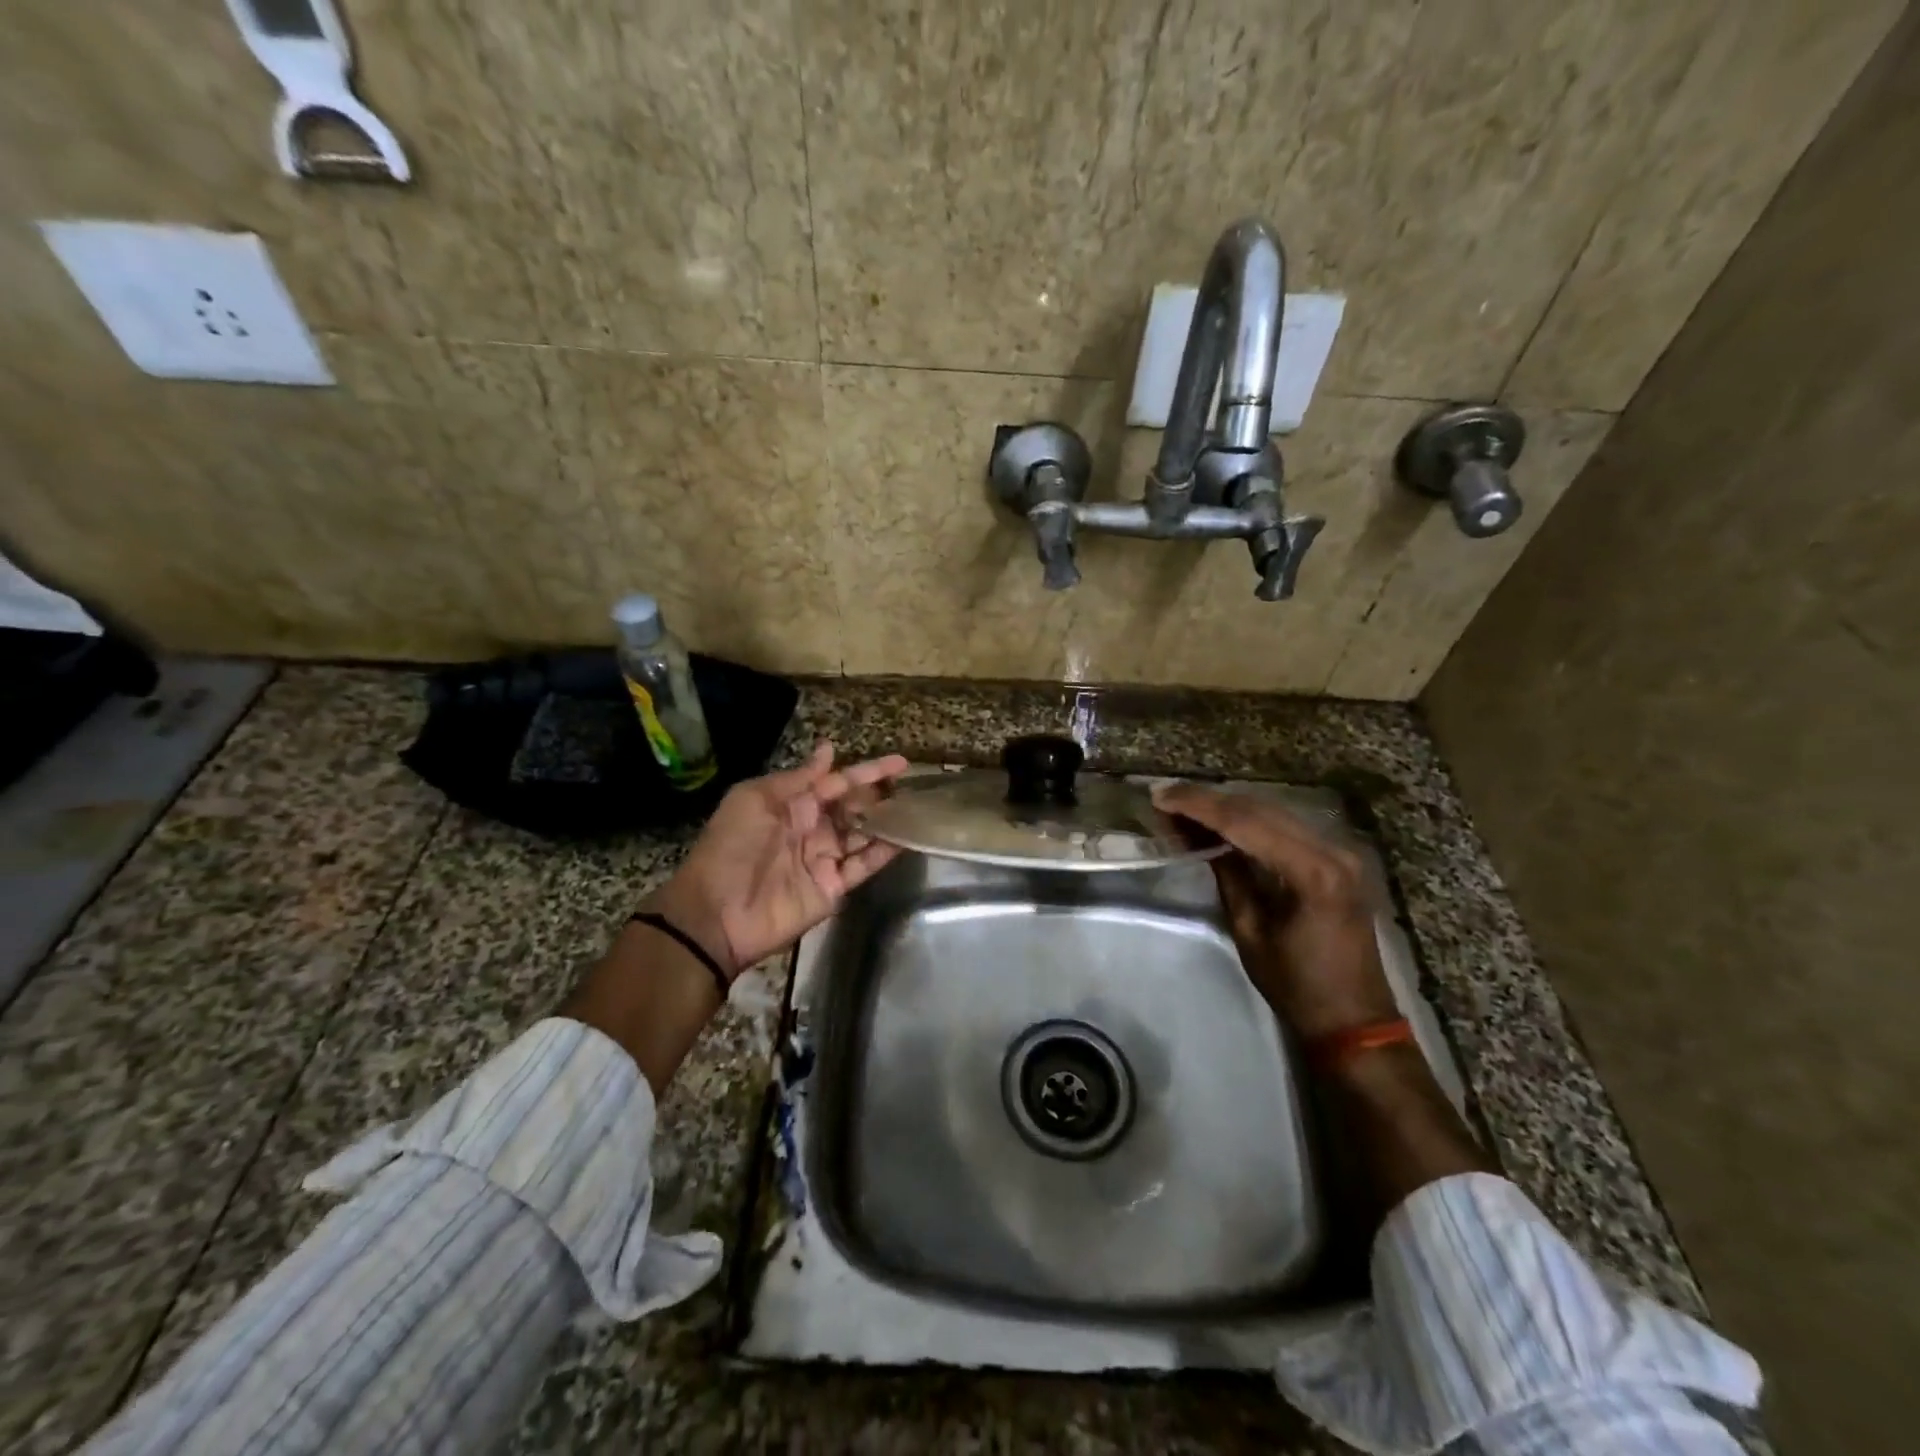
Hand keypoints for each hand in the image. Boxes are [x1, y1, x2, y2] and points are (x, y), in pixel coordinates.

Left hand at [647, 743, 909, 977]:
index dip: (868, 771)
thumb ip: (799, 777)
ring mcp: (825, 859)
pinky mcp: (833, 887)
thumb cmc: (732, 847)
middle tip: (913, 786)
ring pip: (864, 834)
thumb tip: (830, 748)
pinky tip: (908, 837)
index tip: (901, 762)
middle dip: (881, 795)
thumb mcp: (756, 799)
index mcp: (793, 804)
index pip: (838, 782)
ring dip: (888, 821)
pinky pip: (864, 865)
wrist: (716, 913)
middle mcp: (813, 828)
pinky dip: (885, 852)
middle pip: (855, 807)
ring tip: (919, 807)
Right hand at [1152, 784, 1398, 1038]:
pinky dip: (1250, 819)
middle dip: (1208, 800)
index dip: (1197, 805)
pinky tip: (1221, 821)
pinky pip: (1287, 825)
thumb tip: (1191, 833)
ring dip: (1227, 806)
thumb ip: (1226, 873)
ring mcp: (1341, 850)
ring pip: (1272, 810)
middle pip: (1259, 808)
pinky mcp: (1340, 857)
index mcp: (1312, 871)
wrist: (1355, 1017)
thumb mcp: (1249, 929)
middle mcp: (1331, 849)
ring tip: (1185, 805)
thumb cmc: (1296, 984)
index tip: (1160, 797)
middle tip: (1166, 797)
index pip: (1244, 822)